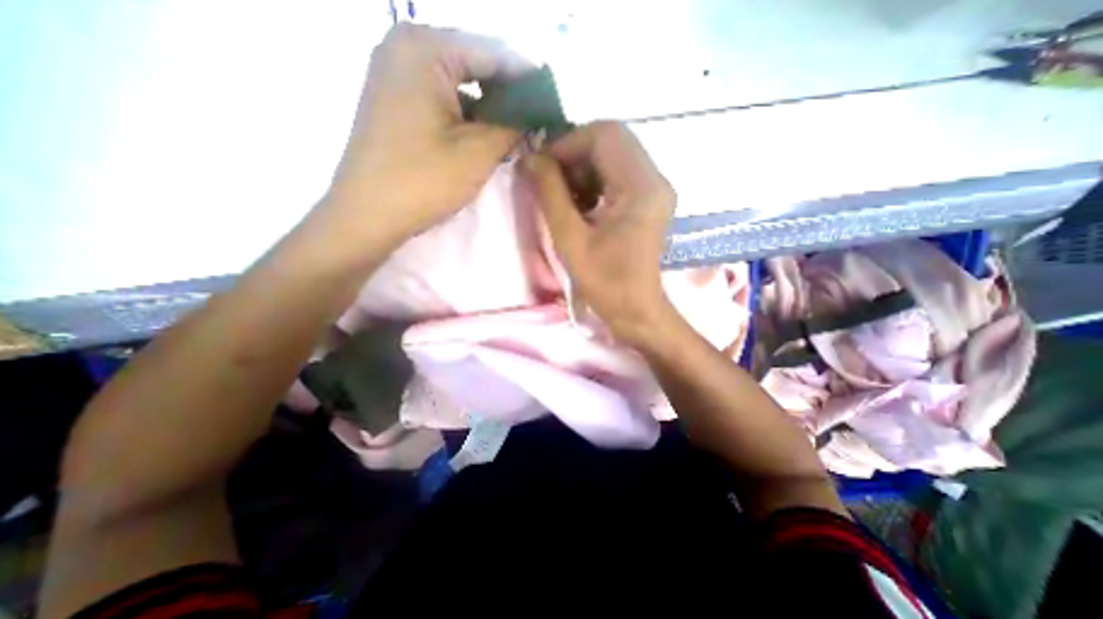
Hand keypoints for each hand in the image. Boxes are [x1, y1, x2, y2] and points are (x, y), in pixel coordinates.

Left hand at [324, 23, 534, 245]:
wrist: (368, 214)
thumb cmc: (424, 179)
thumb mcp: (479, 151)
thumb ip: (515, 125)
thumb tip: (537, 115)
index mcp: (425, 47)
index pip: (496, 52)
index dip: (530, 80)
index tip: (553, 106)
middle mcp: (406, 47)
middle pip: (476, 64)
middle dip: (510, 96)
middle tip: (537, 124)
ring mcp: (396, 73)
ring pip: (461, 84)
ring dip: (490, 108)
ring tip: (516, 135)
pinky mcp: (395, 101)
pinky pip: (444, 99)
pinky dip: (468, 116)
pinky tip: (486, 137)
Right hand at [522, 123, 677, 346]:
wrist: (636, 310)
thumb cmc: (605, 283)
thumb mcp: (570, 240)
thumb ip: (550, 194)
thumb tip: (530, 158)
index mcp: (641, 188)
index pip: (604, 135)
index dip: (568, 144)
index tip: (542, 168)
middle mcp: (655, 179)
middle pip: (611, 140)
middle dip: (574, 154)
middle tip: (551, 181)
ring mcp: (655, 188)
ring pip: (614, 154)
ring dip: (583, 168)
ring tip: (564, 197)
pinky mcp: (650, 199)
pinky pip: (619, 173)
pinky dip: (595, 180)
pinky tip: (581, 204)